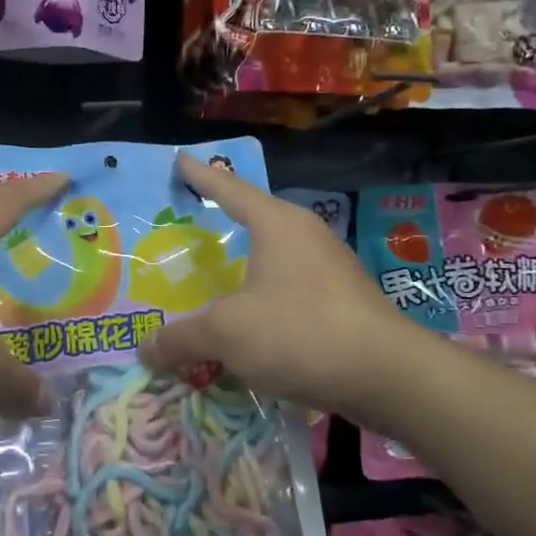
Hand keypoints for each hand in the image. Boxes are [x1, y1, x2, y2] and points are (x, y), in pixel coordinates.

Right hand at [141, 153, 388, 413]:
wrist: (390, 376)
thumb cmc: (301, 333)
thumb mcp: (227, 333)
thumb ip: (182, 337)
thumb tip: (145, 349)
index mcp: (277, 225)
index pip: (230, 188)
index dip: (201, 176)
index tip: (181, 160)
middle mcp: (306, 237)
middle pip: (254, 222)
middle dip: (221, 225)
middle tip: (187, 230)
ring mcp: (331, 271)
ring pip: (274, 261)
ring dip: (244, 271)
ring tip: (214, 284)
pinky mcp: (344, 304)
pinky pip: (290, 293)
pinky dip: (264, 302)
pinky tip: (250, 327)